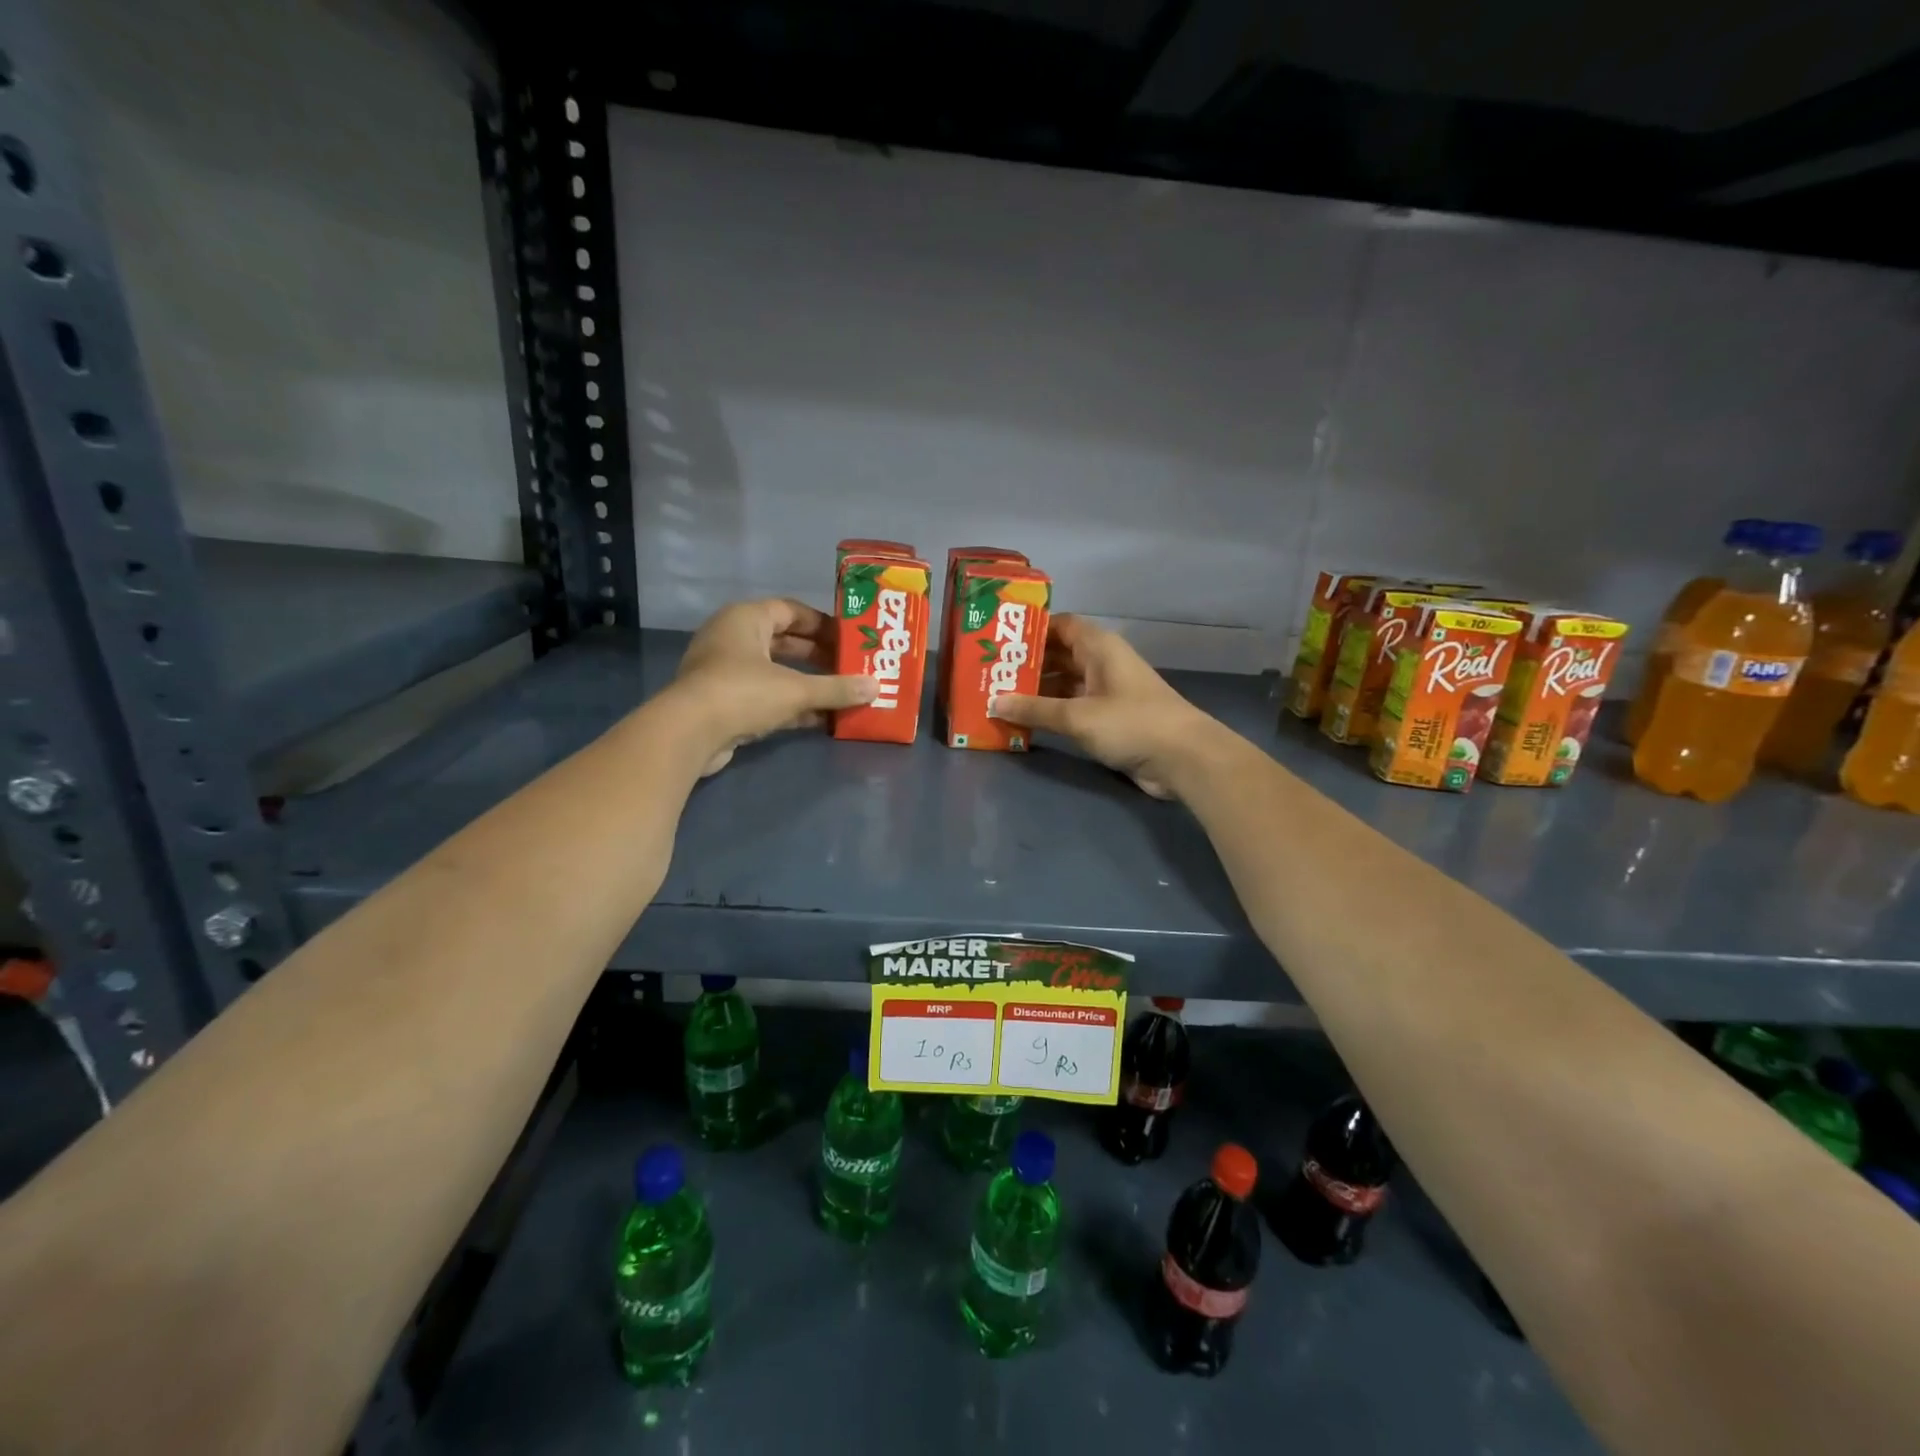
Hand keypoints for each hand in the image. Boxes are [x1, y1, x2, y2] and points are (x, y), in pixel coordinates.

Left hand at [668, 598, 876, 774]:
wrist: (688, 734)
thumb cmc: (742, 693)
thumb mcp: (796, 690)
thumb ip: (836, 688)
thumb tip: (875, 687)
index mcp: (746, 619)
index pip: (791, 611)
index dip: (823, 624)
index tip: (850, 639)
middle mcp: (734, 639)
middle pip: (785, 642)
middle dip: (819, 656)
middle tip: (851, 667)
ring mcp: (725, 672)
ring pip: (776, 672)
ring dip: (807, 684)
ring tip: (842, 693)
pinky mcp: (724, 703)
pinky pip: (766, 696)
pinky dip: (791, 705)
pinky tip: (821, 719)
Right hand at [988, 615, 1216, 798]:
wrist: (1183, 759)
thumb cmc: (1131, 723)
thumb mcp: (1077, 715)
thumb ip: (1035, 709)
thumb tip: (994, 702)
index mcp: (1098, 646)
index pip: (1059, 625)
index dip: (1029, 630)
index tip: (997, 639)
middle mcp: (1101, 662)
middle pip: (1058, 655)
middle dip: (1026, 664)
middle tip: (988, 673)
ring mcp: (1106, 690)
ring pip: (1063, 682)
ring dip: (1036, 690)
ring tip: (997, 697)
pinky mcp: (1109, 717)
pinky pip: (1072, 706)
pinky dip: (1051, 711)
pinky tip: (1024, 720)